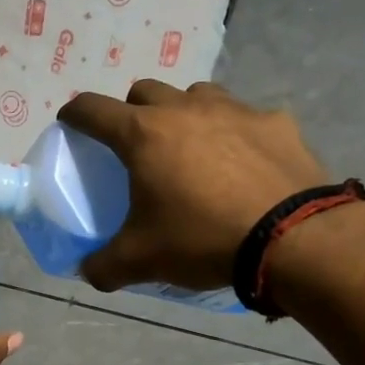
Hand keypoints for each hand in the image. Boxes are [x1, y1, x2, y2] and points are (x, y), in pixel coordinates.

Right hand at [57, 80, 330, 291]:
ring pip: (195, 95)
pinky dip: (234, 132)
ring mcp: (234, 110)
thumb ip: (104, 265)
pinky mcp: (275, 122)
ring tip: (190, 147)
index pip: (92, 109)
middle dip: (131, 111)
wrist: (294, 239)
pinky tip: (242, 162)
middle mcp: (184, 109)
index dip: (75, 114)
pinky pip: (244, 116)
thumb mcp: (141, 260)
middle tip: (135, 144)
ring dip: (183, 113)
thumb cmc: (203, 239)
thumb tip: (89, 272)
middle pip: (144, 92)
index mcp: (143, 134)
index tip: (70, 123)